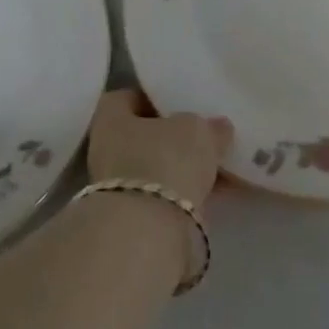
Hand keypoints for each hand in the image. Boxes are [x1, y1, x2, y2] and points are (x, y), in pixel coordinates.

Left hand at [87, 88, 233, 209]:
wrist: (149, 231)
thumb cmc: (164, 160)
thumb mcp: (196, 131)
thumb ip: (208, 126)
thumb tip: (218, 127)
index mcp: (110, 118)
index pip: (127, 97)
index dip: (153, 97)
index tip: (181, 101)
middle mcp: (107, 150)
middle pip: (144, 135)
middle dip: (174, 136)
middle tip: (206, 134)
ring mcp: (119, 187)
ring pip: (158, 167)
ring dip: (185, 167)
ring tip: (221, 163)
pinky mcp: (138, 217)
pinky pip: (169, 195)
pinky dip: (191, 192)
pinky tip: (220, 190)